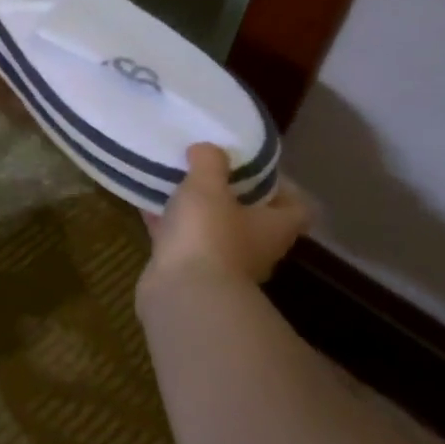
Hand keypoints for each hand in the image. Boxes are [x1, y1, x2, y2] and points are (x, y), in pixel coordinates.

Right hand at [137, 144, 313, 317]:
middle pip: (251, 218)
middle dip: (231, 194)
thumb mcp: (208, 186)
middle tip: (209, 169)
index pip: (297, 207)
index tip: (256, 167)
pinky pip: (179, 240)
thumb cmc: (208, 235)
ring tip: (175, 181)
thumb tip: (208, 149)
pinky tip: (147, 202)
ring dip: (197, 210)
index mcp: (273, 228)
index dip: (283, 187)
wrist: (182, 294)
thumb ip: (210, 162)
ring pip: (212, 229)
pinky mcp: (187, 272)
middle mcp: (253, 248)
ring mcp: (220, 264)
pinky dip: (167, 223)